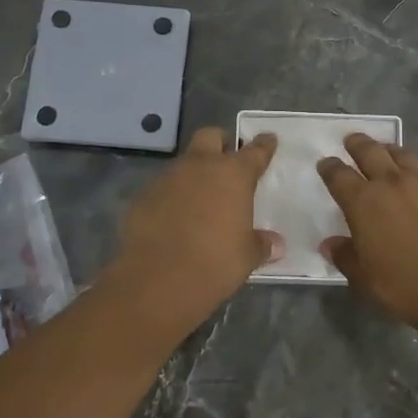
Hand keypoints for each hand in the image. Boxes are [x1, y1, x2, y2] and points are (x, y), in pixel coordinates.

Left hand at [104, 127, 281, 335]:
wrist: (158, 280)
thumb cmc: (215, 263)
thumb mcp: (247, 256)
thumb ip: (261, 244)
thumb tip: (275, 244)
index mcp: (233, 175)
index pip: (254, 151)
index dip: (263, 146)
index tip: (268, 139)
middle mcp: (199, 167)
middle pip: (210, 137)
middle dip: (221, 144)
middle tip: (228, 160)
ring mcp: (167, 179)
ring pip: (184, 163)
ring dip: (194, 174)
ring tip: (201, 199)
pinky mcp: (142, 197)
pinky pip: (162, 189)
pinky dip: (172, 197)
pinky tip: (174, 219)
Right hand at [317, 135, 417, 336]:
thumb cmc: (404, 288)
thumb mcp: (364, 279)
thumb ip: (345, 256)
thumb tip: (330, 243)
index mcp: (363, 204)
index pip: (338, 176)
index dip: (329, 168)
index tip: (325, 164)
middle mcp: (391, 184)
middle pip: (370, 153)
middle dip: (358, 144)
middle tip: (353, 141)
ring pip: (404, 155)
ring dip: (392, 149)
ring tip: (387, 148)